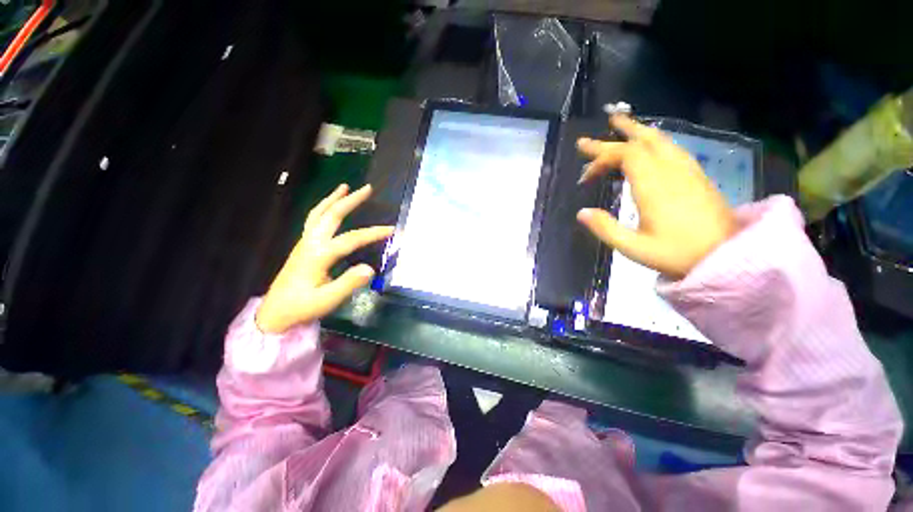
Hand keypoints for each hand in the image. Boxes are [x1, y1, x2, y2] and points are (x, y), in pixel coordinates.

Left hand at [256, 184, 392, 333]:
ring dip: (333, 199)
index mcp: (319, 255)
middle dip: (350, 200)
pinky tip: (329, 207)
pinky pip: (313, 220)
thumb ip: (349, 283)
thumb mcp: (327, 300)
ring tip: (344, 187)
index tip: (392, 230)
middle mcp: (311, 243)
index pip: (352, 239)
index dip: (373, 233)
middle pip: (332, 215)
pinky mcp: (303, 246)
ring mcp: (304, 242)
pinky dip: (323, 208)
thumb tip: (370, 268)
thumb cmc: (302, 307)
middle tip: (367, 188)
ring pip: (319, 213)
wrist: (275, 313)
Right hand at [576, 115, 735, 278]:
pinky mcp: (697, 176)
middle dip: (615, 136)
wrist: (727, 256)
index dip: (600, 159)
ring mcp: (687, 170)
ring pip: (660, 140)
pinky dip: (654, 140)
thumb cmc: (677, 254)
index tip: (585, 177)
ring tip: (621, 124)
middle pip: (642, 141)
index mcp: (654, 186)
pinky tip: (650, 145)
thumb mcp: (634, 248)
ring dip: (637, 131)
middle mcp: (671, 171)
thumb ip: (605, 228)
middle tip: (596, 132)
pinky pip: (672, 148)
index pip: (624, 155)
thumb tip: (581, 213)